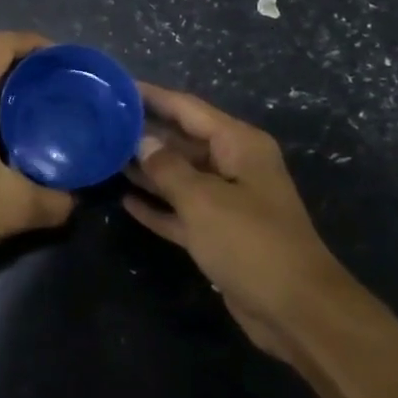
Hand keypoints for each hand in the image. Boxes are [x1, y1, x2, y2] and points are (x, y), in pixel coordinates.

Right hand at [124, 83, 343, 358]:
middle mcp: (234, 166)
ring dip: (147, 169)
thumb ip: (168, 168)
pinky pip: (182, 211)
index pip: (188, 109)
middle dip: (145, 133)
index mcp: (239, 145)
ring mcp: (227, 201)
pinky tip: (126, 200)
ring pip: (179, 176)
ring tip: (105, 156)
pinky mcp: (219, 234)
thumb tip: (141, 141)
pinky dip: (158, 205)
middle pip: (182, 141)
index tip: (117, 87)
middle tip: (101, 123)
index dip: (153, 96)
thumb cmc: (251, 243)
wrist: (296, 311)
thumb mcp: (203, 200)